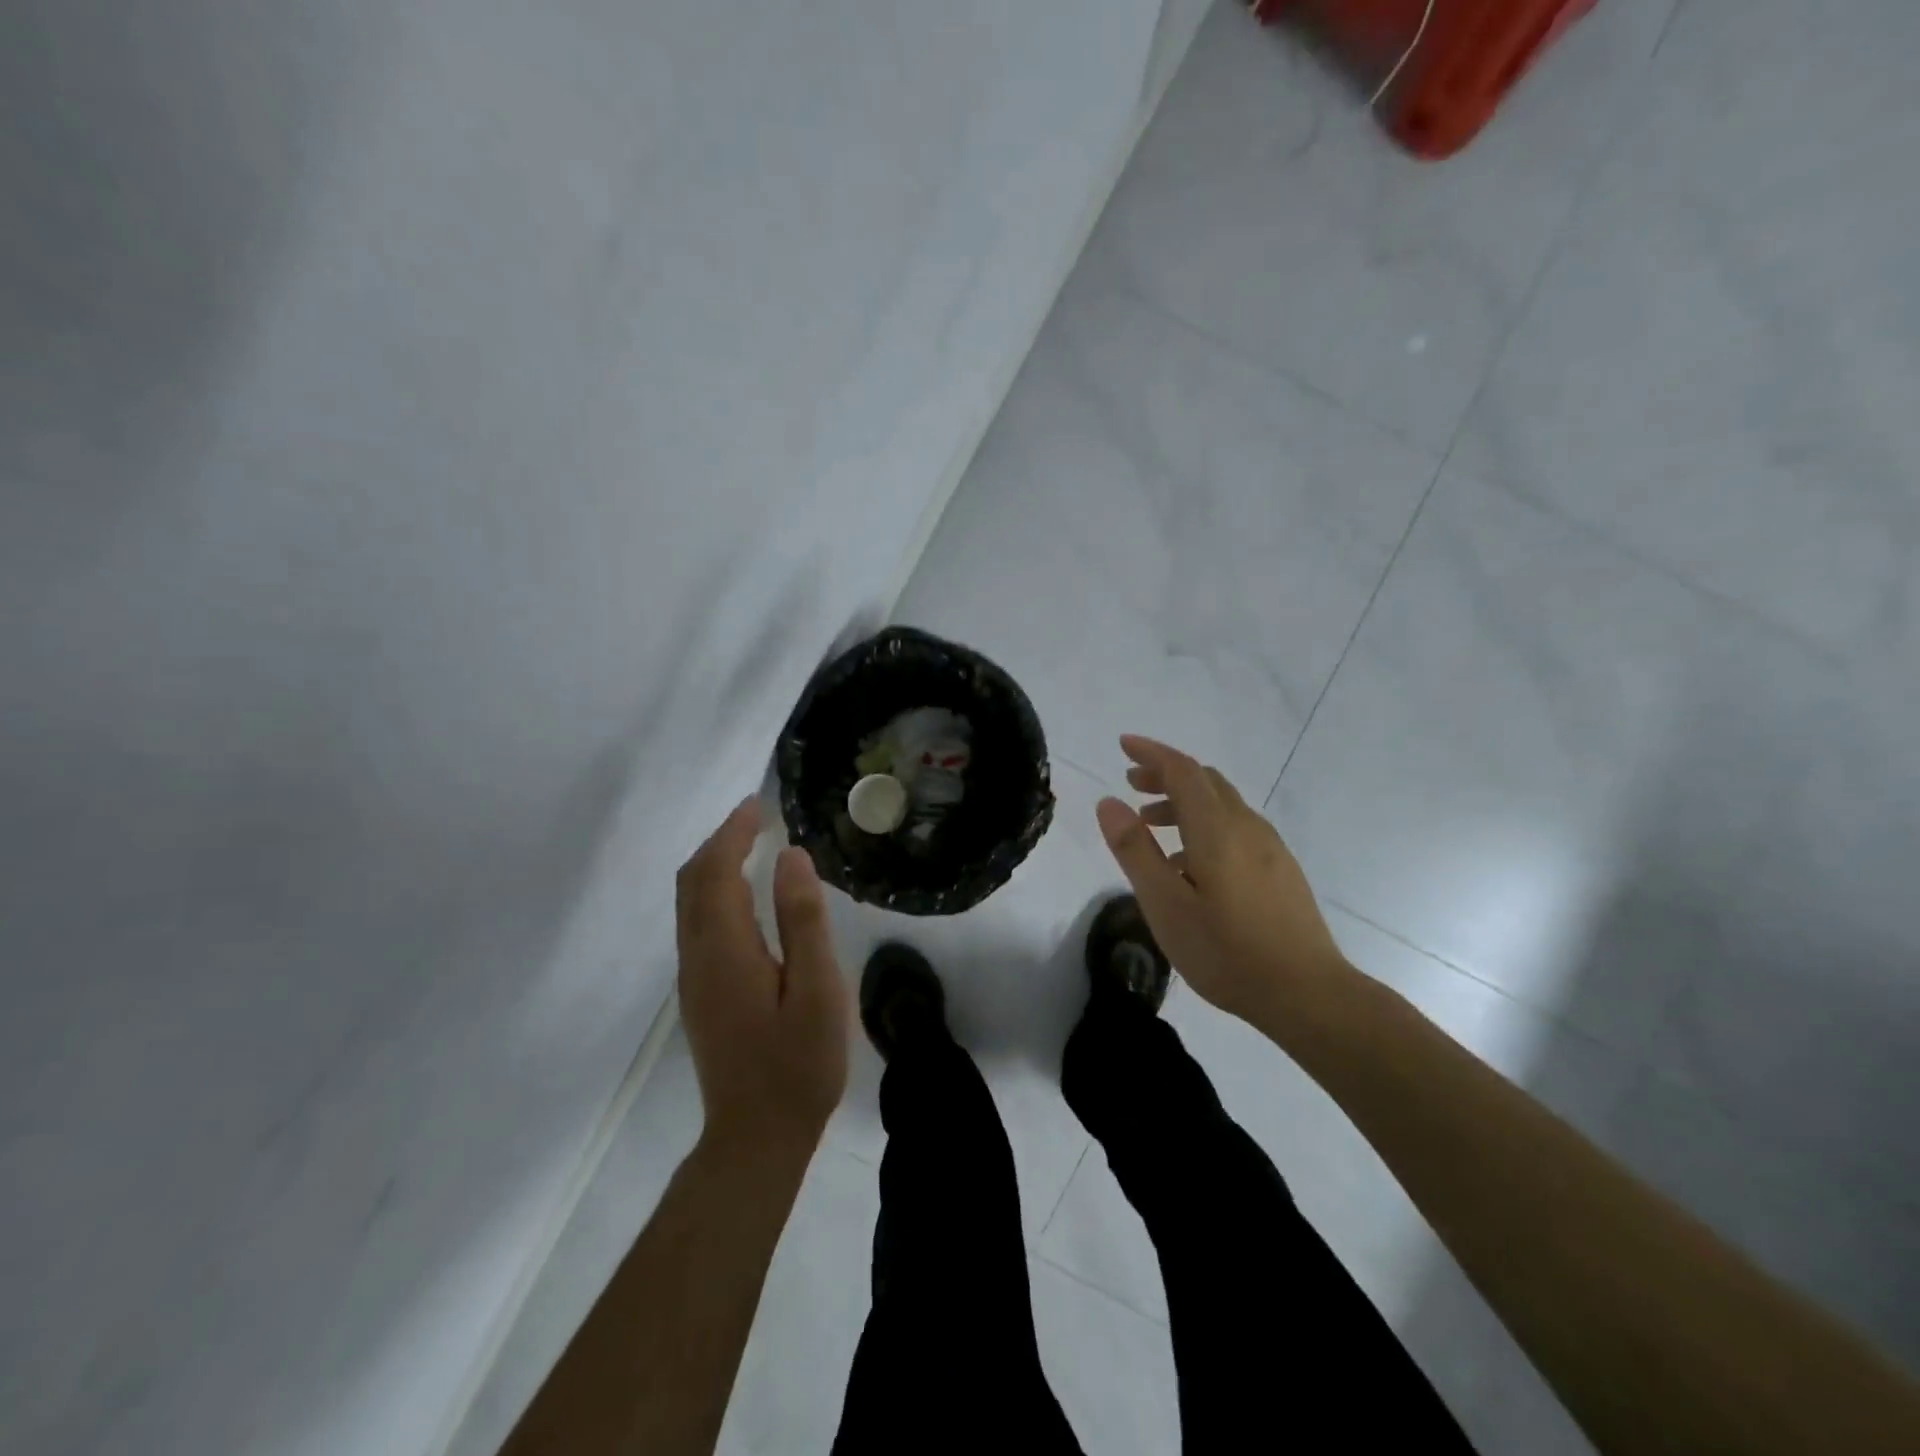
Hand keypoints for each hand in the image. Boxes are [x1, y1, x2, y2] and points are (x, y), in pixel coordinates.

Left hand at [676, 799, 849, 1154]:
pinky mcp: (700, 993)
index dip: (733, 833)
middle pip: (692, 882)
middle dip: (719, 842)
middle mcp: (697, 956)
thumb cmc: (798, 1064)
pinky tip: (743, 894)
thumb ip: (802, 920)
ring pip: (689, 902)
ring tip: (750, 843)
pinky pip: (696, 922)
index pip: (716, 873)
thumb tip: (791, 856)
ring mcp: (694, 977)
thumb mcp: (817, 990)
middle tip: (756, 817)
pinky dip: (714, 890)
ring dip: (713, 864)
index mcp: (725, 950)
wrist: (756, 1137)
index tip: (758, 805)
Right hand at [1094, 735, 1351, 1025]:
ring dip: (1184, 802)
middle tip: (1132, 786)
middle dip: (1166, 774)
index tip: (1123, 745)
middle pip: (1204, 780)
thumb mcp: (1166, 905)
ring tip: (1152, 827)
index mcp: (1217, 829)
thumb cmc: (1226, 952)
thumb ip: (1135, 851)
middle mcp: (1246, 826)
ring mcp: (1270, 847)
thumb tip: (1109, 802)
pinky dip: (1205, 824)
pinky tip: (1191, 864)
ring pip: (1222, 804)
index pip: (1182, 770)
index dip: (1151, 753)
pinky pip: (1236, 827)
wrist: (1308, 994)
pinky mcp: (1281, 868)